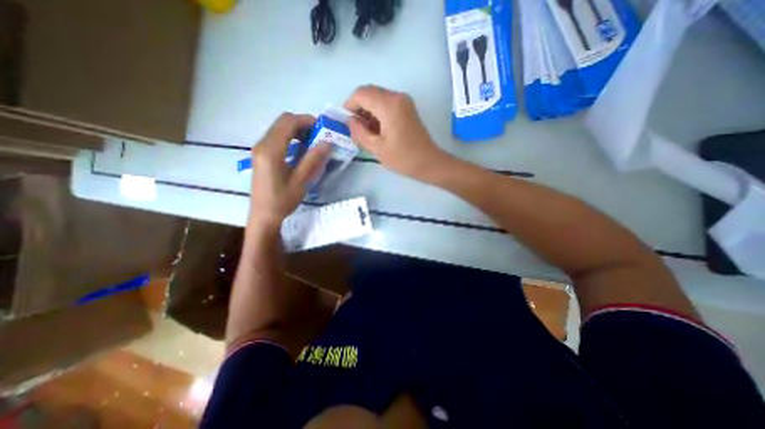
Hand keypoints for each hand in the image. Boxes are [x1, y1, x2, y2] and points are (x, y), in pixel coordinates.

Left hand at [250, 112, 330, 228]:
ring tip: (313, 144)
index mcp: (271, 150)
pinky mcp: (262, 155)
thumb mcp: (300, 181)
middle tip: (320, 136)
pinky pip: (277, 139)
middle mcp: (262, 144)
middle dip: (303, 125)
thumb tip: (327, 143)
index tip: (322, 128)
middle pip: (282, 123)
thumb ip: (313, 159)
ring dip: (297, 132)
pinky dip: (291, 139)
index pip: (287, 122)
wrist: (263, 215)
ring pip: (279, 130)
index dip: (306, 120)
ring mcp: (260, 149)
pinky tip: (301, 151)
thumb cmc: (282, 200)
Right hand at [343, 86, 448, 179]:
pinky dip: (377, 113)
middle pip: (369, 92)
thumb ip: (359, 132)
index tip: (346, 122)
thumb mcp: (376, 148)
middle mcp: (397, 96)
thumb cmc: (403, 158)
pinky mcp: (407, 108)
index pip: (360, 94)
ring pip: (377, 97)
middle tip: (355, 128)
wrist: (429, 162)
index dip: (349, 106)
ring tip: (366, 132)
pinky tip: (377, 129)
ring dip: (368, 111)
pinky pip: (386, 103)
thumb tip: (349, 121)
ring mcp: (404, 101)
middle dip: (358, 108)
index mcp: (388, 105)